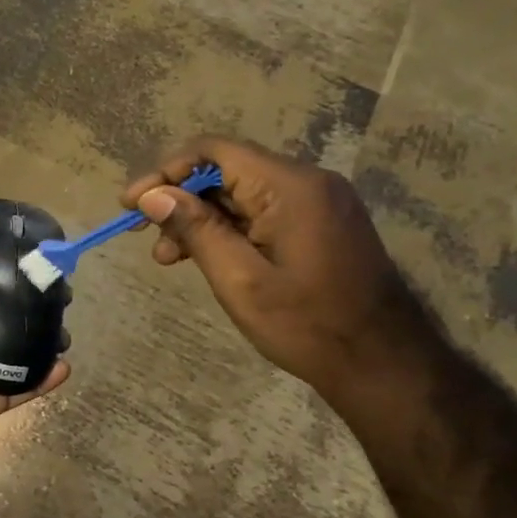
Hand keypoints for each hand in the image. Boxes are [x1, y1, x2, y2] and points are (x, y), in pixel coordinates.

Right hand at [122, 137, 439, 403]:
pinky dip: (228, 228)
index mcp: (289, 187)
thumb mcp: (240, 280)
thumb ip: (195, 229)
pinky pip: (261, 210)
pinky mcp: (320, 222)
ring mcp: (318, 201)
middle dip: (179, 200)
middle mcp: (307, 181)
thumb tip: (152, 195)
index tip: (131, 203)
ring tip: (170, 258)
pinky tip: (205, 257)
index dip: (165, 172)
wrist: (385, 366)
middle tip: (146, 237)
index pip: (213, 151)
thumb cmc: (308, 325)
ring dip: (200, 218)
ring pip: (240, 193)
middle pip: (225, 170)